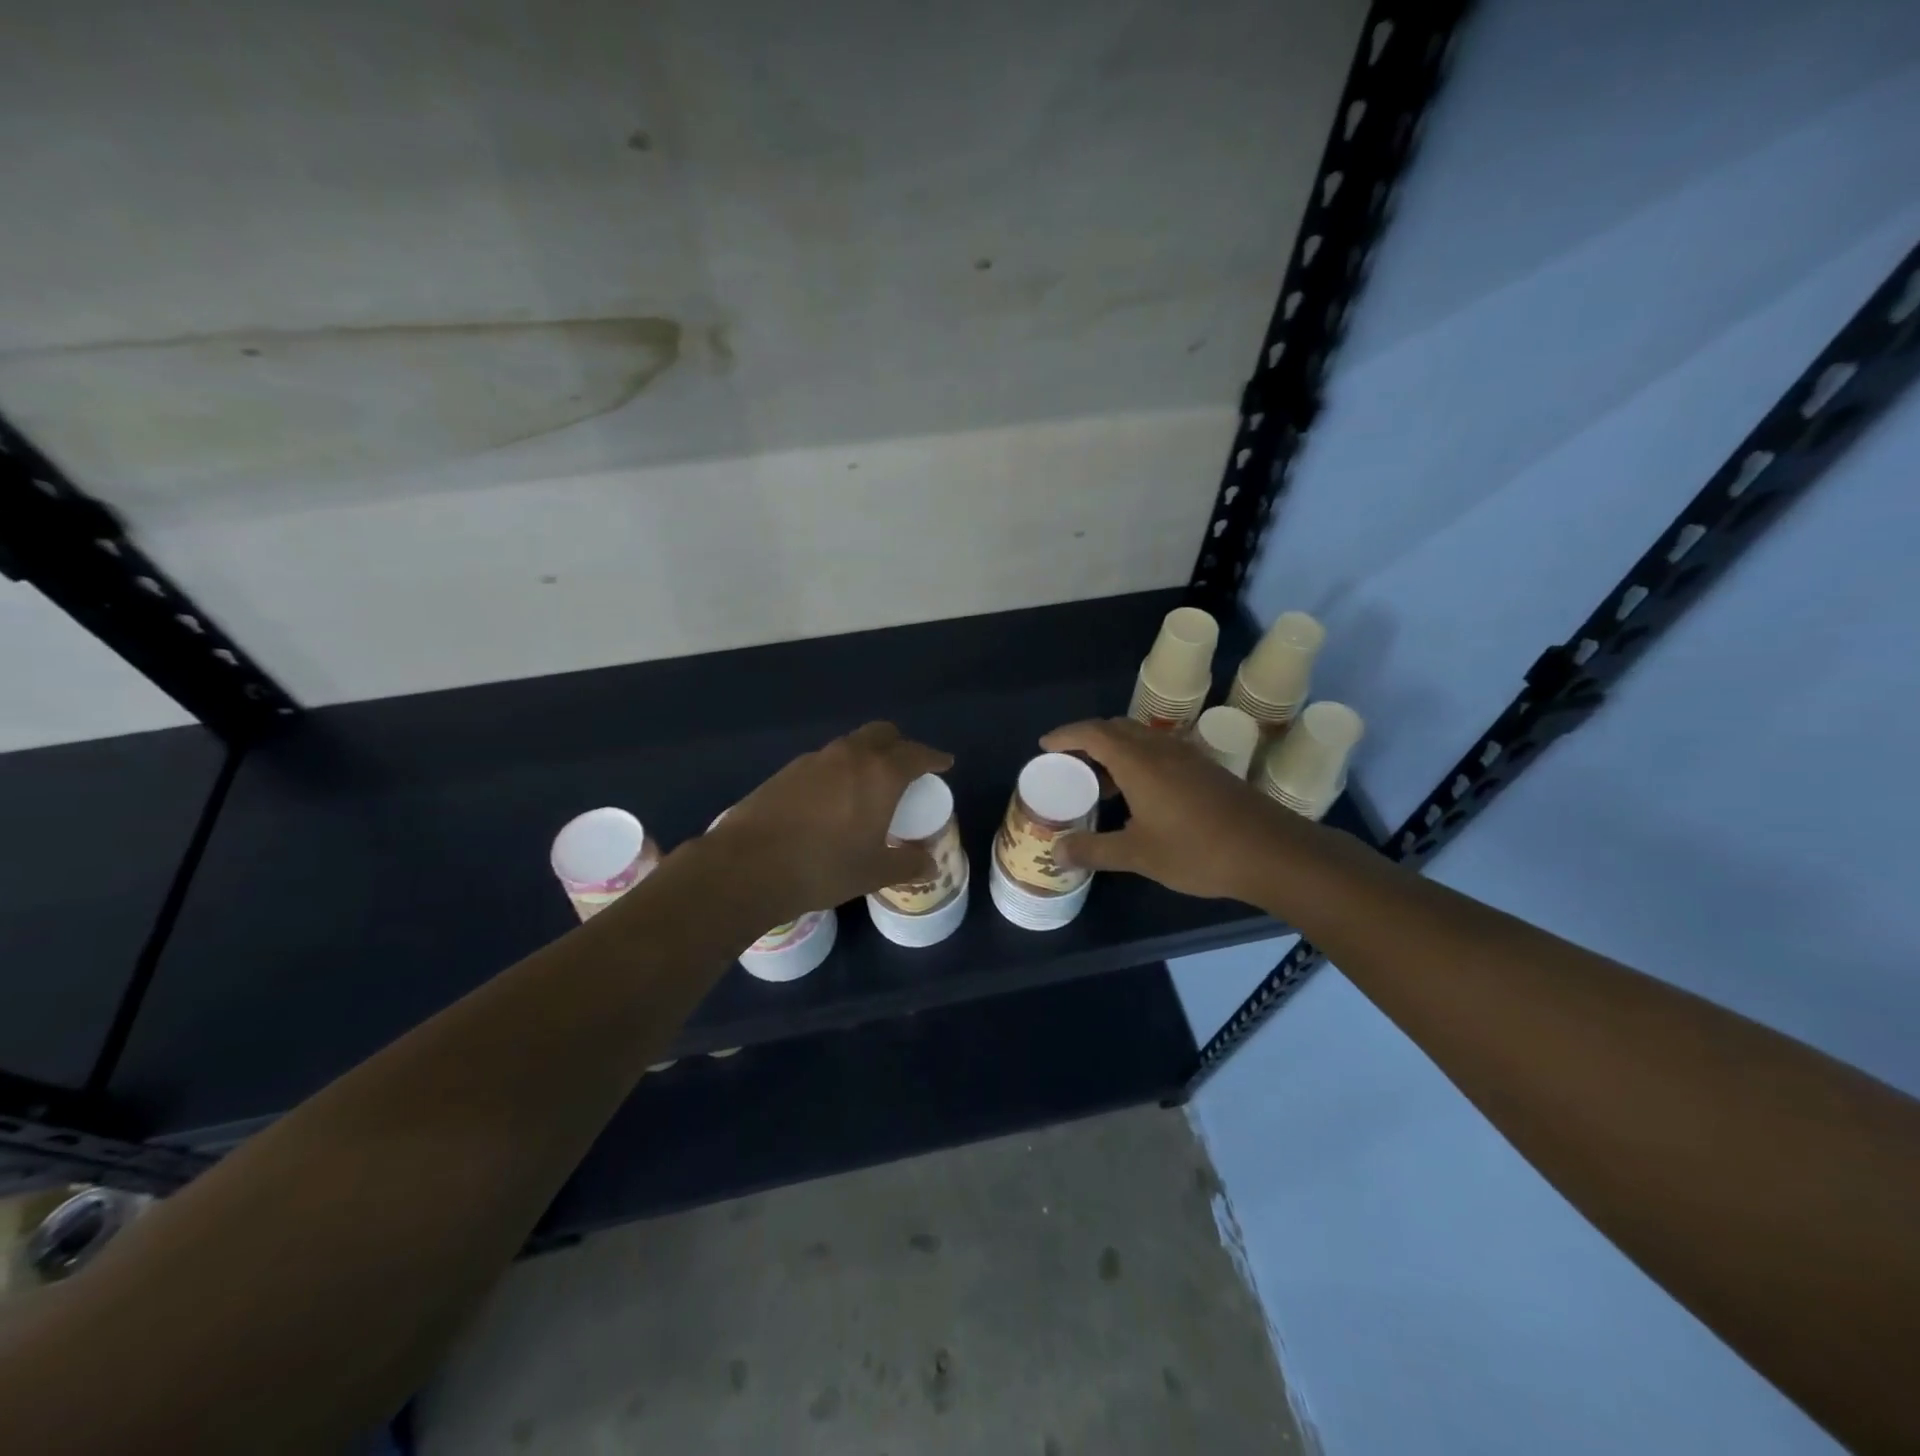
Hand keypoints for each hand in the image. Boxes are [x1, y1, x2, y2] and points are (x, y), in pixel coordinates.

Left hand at [713, 722, 953, 918]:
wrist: (749, 866)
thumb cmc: (824, 867)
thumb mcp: (873, 872)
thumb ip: (907, 864)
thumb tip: (930, 864)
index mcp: (880, 774)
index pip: (916, 754)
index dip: (934, 757)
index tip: (944, 763)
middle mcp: (849, 756)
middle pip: (882, 734)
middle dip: (899, 745)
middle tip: (907, 768)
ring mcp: (814, 760)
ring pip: (850, 745)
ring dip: (866, 756)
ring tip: (868, 785)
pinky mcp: (786, 771)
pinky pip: (824, 761)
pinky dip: (838, 770)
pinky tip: (832, 800)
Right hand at [1040, 717, 1298, 901]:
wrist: (1270, 852)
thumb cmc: (1197, 850)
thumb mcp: (1138, 855)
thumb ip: (1094, 850)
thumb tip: (1056, 853)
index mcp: (1139, 761)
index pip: (1093, 733)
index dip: (1066, 735)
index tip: (1044, 746)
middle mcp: (1161, 749)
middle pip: (1116, 729)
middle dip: (1088, 740)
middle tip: (1068, 764)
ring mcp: (1187, 757)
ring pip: (1141, 740)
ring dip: (1115, 752)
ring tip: (1098, 784)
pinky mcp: (1206, 771)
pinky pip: (1160, 752)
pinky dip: (1138, 762)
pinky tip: (1139, 796)